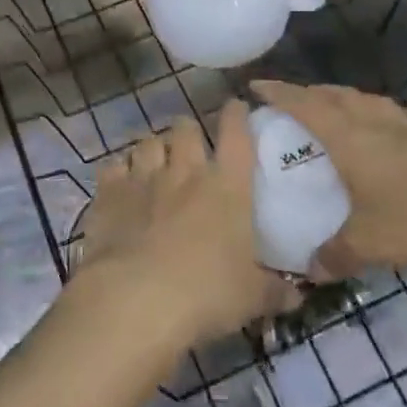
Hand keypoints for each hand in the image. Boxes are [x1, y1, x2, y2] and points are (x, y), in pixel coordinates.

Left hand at [71, 102, 298, 352]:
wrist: (135, 299)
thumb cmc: (205, 293)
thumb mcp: (251, 298)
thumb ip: (275, 292)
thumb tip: (297, 298)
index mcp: (226, 186)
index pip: (236, 134)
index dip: (237, 115)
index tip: (236, 107)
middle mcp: (184, 170)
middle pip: (185, 127)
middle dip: (188, 131)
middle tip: (190, 145)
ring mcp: (143, 177)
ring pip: (148, 142)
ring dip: (154, 148)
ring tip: (155, 162)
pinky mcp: (109, 192)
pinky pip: (113, 166)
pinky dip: (118, 171)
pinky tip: (120, 183)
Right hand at [251, 81, 406, 277]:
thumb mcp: (368, 245)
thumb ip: (334, 255)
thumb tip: (310, 269)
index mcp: (351, 138)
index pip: (305, 105)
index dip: (279, 93)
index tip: (255, 86)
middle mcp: (378, 123)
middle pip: (336, 96)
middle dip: (310, 94)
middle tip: (291, 103)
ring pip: (372, 101)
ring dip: (349, 99)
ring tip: (338, 110)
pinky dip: (400, 116)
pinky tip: (402, 126)